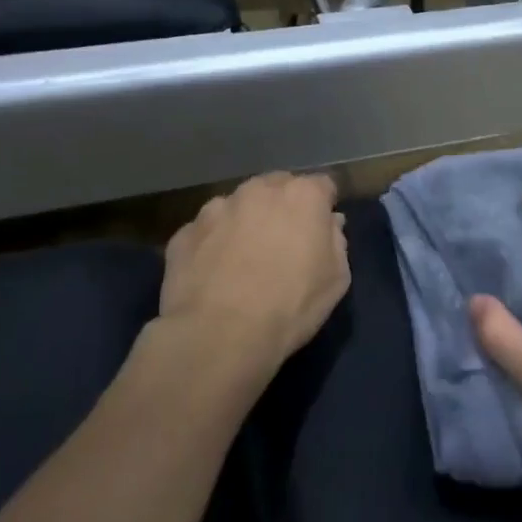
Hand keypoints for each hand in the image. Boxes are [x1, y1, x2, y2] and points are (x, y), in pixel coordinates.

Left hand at [156, 172, 350, 385]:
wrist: (219, 336)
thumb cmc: (290, 305)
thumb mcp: (336, 279)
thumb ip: (336, 241)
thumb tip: (329, 223)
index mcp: (302, 195)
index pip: (322, 185)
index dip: (324, 206)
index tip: (322, 229)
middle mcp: (258, 190)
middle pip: (276, 187)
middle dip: (282, 207)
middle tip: (284, 242)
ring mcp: (216, 208)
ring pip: (237, 206)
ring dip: (245, 222)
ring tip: (243, 260)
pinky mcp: (184, 233)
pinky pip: (207, 231)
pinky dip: (213, 244)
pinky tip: (214, 274)